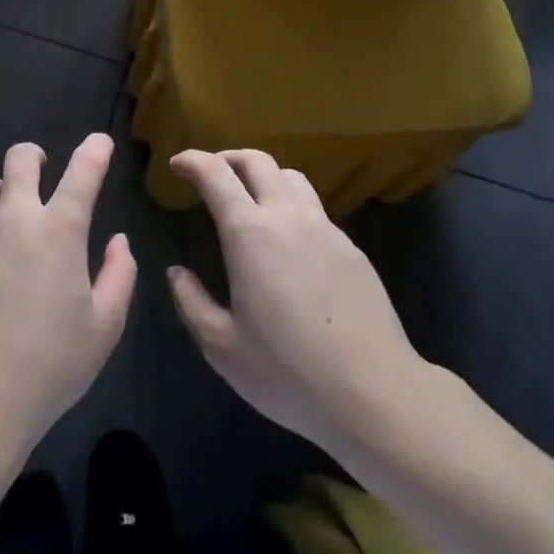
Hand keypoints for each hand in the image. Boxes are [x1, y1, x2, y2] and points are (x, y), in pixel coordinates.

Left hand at [0, 132, 135, 462]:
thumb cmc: (50, 366)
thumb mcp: (104, 328)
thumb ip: (120, 276)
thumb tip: (118, 241)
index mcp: (59, 231)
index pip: (83, 171)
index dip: (95, 150)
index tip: (100, 143)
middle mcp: (14, 219)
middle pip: (19, 158)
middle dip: (34, 158)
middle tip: (41, 175)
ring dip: (0, 191)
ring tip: (6, 216)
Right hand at [167, 150, 431, 456]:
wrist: (377, 395)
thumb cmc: (289, 373)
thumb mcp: (223, 348)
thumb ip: (192, 303)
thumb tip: (177, 273)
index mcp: (250, 233)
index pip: (216, 173)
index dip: (192, 160)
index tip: (177, 164)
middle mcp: (288, 217)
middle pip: (257, 160)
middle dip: (227, 158)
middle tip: (210, 174)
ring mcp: (325, 229)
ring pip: (291, 177)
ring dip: (264, 175)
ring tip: (251, 198)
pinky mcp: (352, 249)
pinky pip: (315, 209)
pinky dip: (291, 206)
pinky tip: (289, 241)